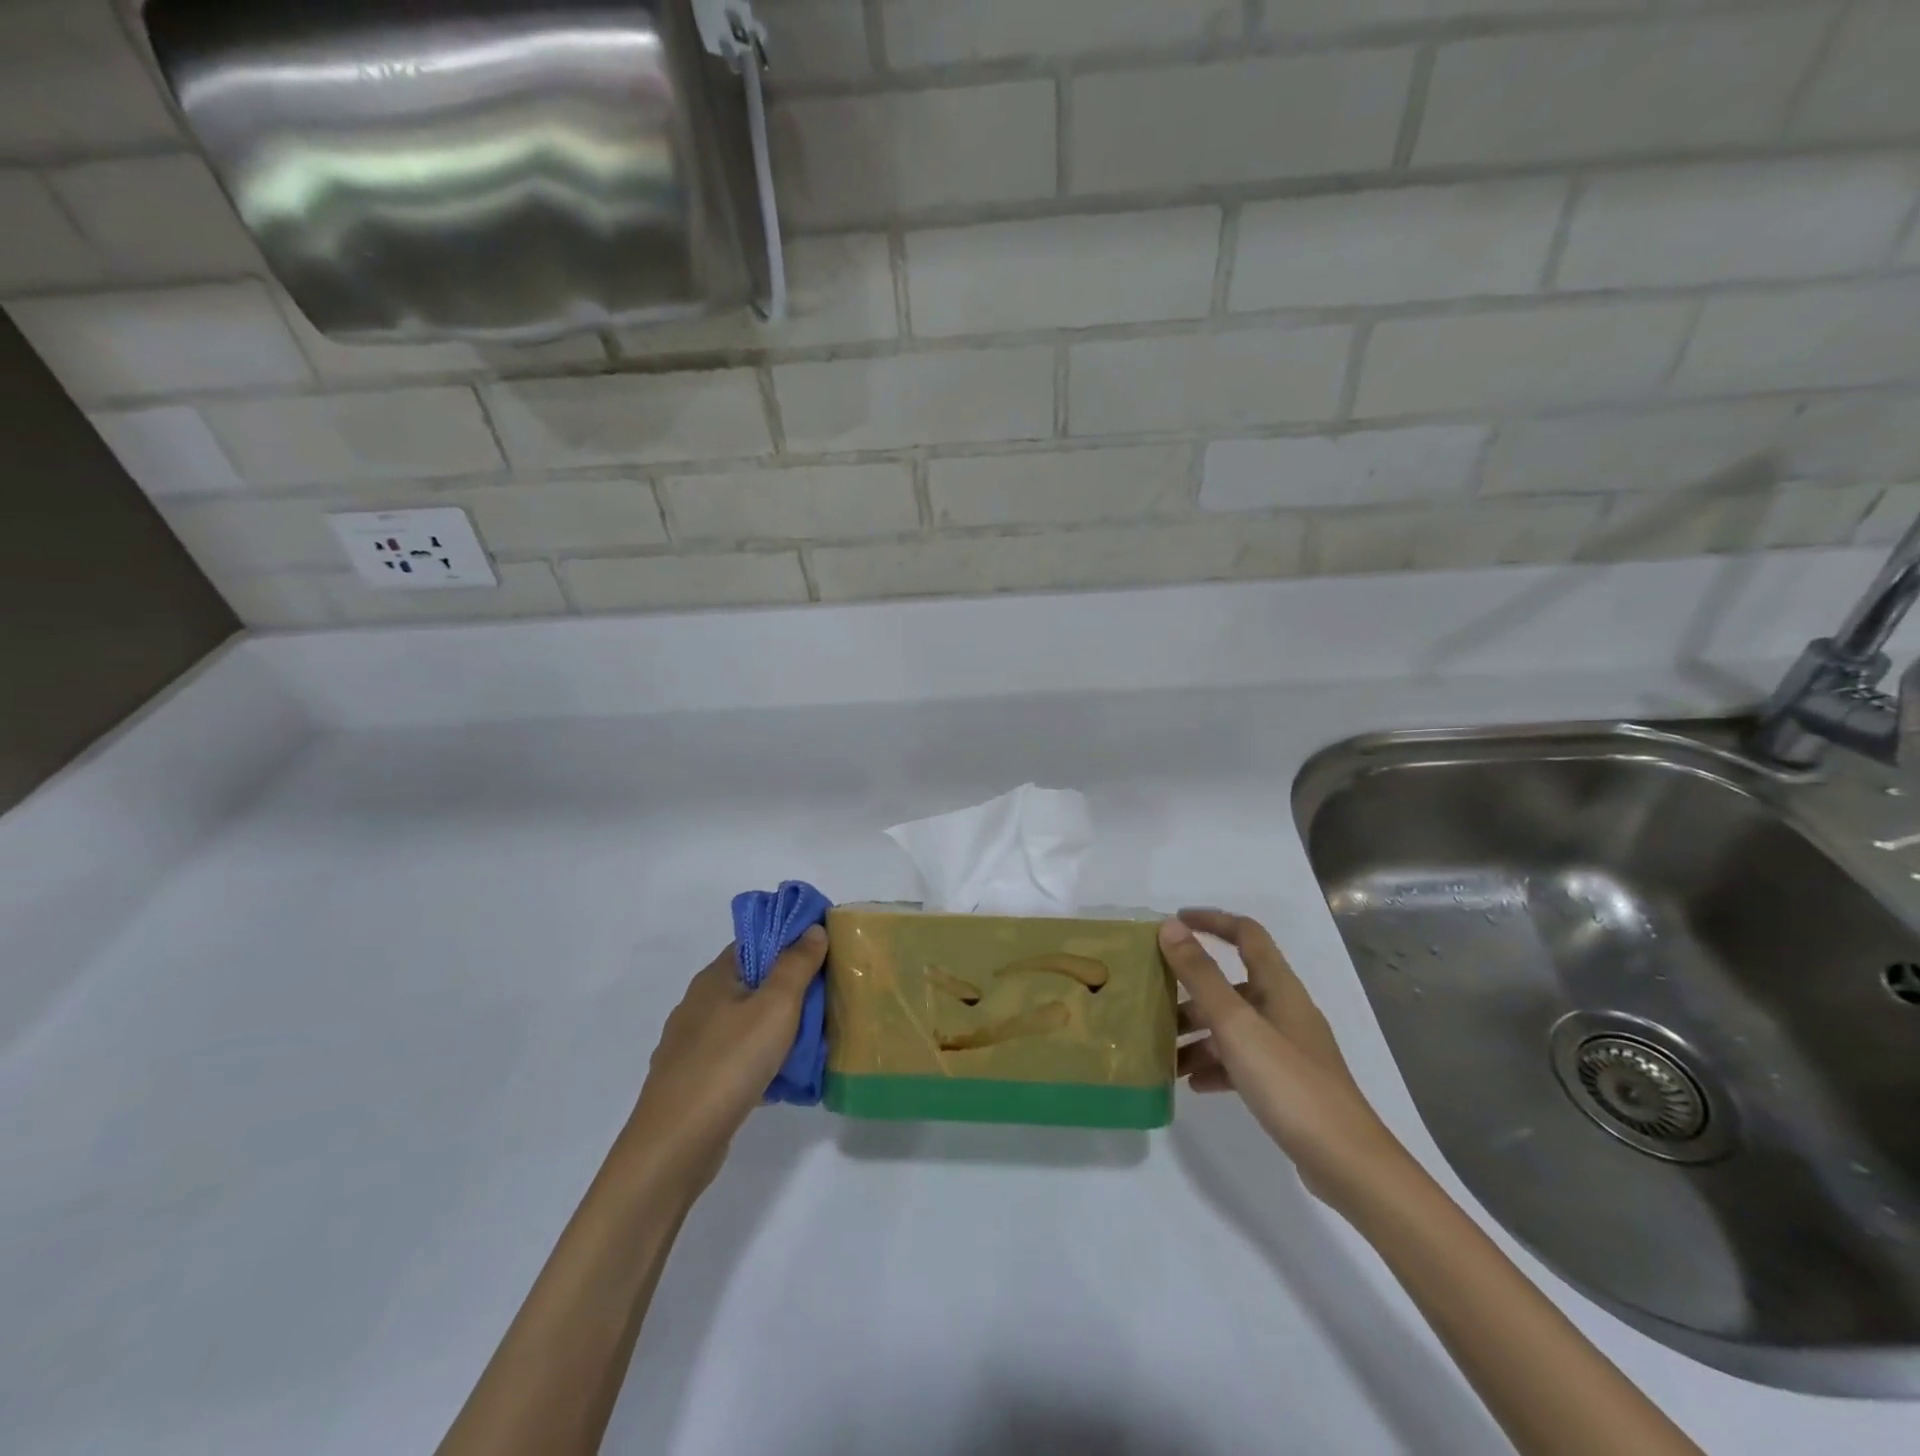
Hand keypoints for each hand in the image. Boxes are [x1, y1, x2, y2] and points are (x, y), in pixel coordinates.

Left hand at [625, 927, 826, 1197]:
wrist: (675, 1145)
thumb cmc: (729, 1063)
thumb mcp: (775, 1006)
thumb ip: (796, 965)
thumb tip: (812, 929)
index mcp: (715, 977)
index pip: (756, 942)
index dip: (790, 940)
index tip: (824, 951)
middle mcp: (699, 1004)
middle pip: (753, 982)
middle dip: (790, 988)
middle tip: (828, 998)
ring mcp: (693, 1045)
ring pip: (746, 1023)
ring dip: (778, 1028)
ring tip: (814, 1040)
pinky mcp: (694, 1080)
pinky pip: (737, 1058)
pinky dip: (761, 1061)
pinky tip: (784, 1079)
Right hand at [1163, 909, 1407, 1211]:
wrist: (1347, 1164)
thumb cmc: (1290, 1084)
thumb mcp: (1236, 1025)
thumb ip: (1201, 975)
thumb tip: (1170, 927)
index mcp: (1279, 987)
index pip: (1245, 934)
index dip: (1211, 921)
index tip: (1173, 924)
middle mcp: (1284, 1009)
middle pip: (1232, 983)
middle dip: (1192, 989)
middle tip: (1154, 998)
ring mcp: (1287, 1048)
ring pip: (1233, 1025)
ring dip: (1198, 1032)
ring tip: (1163, 1051)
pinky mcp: (1287, 1082)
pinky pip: (1241, 1060)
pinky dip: (1215, 1064)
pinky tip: (1192, 1083)